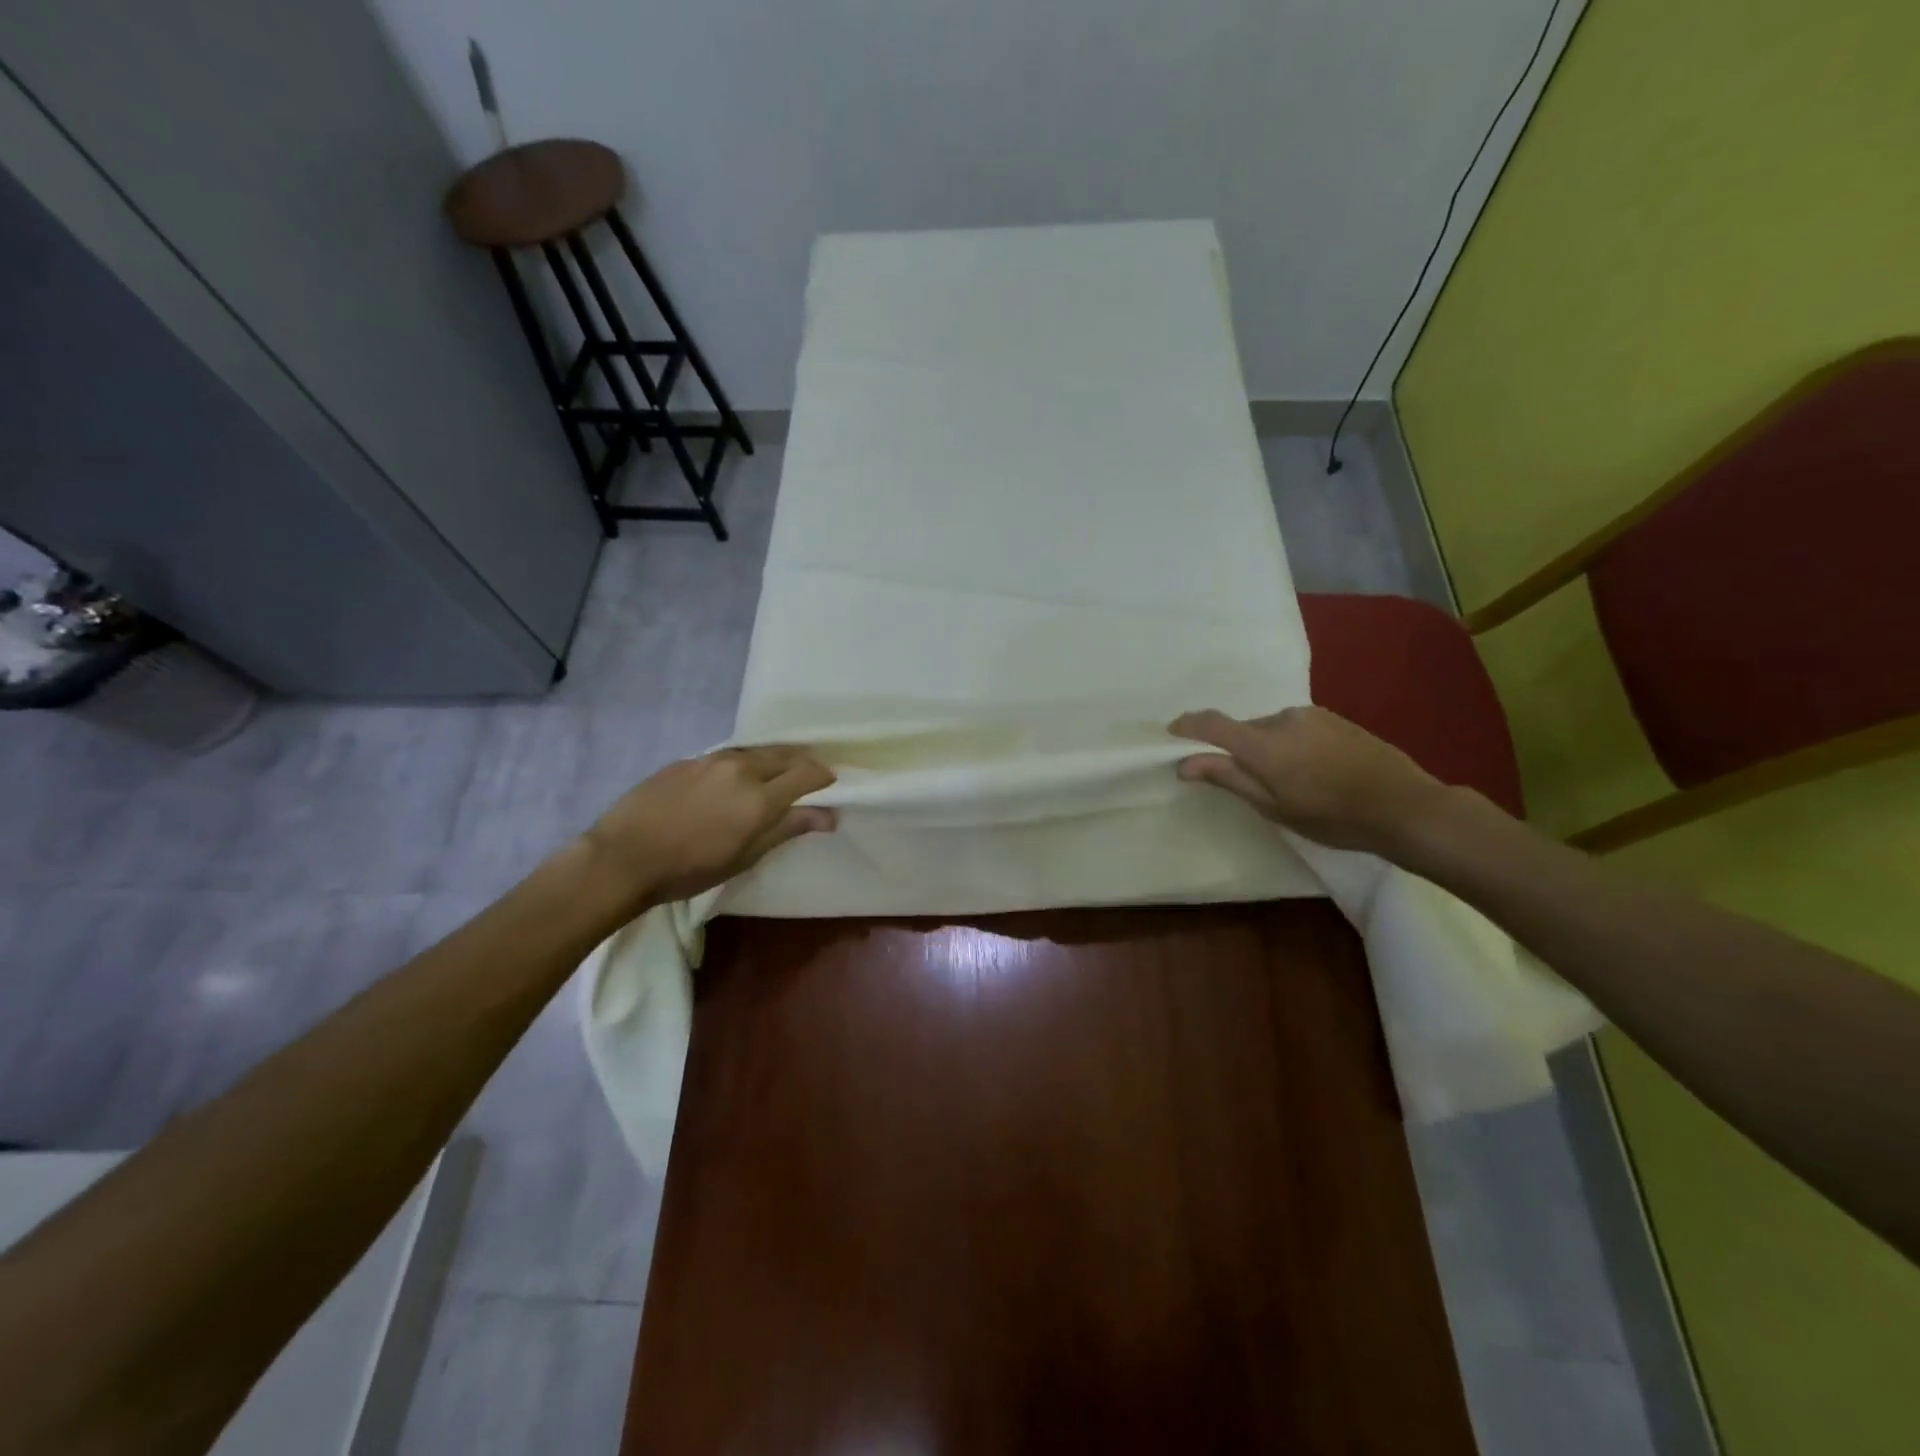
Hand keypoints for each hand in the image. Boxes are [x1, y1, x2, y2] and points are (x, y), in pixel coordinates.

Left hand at [578, 745, 836, 912]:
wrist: (622, 857)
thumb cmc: (690, 868)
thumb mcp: (745, 856)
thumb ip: (788, 828)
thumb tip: (829, 815)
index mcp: (760, 796)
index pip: (808, 773)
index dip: (825, 778)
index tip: (832, 787)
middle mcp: (741, 768)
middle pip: (786, 755)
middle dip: (803, 764)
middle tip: (809, 780)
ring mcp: (712, 760)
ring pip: (756, 752)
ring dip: (774, 760)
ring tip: (775, 776)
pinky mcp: (687, 760)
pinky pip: (728, 756)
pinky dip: (743, 764)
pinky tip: (733, 781)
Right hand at [1169, 706, 1452, 856]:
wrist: (1404, 806)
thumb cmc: (1332, 816)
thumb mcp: (1273, 806)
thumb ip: (1228, 778)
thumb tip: (1184, 763)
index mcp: (1263, 743)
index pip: (1211, 724)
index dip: (1187, 727)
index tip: (1171, 735)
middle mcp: (1282, 718)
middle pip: (1242, 729)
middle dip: (1236, 749)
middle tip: (1249, 783)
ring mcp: (1310, 715)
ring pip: (1270, 728)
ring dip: (1266, 748)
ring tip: (1289, 781)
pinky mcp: (1333, 717)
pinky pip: (1295, 727)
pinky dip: (1290, 744)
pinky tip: (1312, 770)